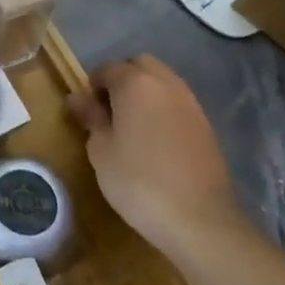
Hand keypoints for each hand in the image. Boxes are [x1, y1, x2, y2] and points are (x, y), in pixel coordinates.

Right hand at [66, 55, 253, 260]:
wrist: (199, 218)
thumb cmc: (138, 180)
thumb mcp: (101, 150)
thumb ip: (91, 117)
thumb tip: (77, 98)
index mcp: (136, 84)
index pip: (108, 68)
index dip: (93, 85)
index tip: (86, 111)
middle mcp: (166, 84)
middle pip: (140, 65)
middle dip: (122, 79)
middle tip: (109, 112)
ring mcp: (191, 104)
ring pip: (162, 82)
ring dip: (145, 93)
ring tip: (131, 127)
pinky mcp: (206, 125)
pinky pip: (178, 103)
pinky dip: (163, 110)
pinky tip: (154, 141)